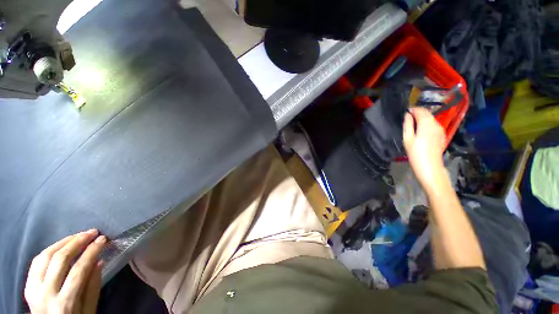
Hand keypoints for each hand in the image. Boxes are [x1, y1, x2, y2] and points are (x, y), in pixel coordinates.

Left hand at [24, 230, 106, 313]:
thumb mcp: (89, 310)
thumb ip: (93, 287)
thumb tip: (99, 261)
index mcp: (64, 303)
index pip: (78, 271)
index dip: (91, 252)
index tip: (102, 239)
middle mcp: (46, 294)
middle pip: (59, 260)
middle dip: (77, 242)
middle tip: (91, 232)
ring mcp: (33, 289)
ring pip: (45, 257)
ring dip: (63, 242)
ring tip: (78, 236)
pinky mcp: (27, 285)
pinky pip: (36, 262)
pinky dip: (49, 250)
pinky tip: (60, 246)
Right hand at [403, 107, 446, 191]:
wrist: (430, 167)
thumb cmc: (415, 153)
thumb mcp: (407, 139)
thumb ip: (408, 125)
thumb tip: (407, 115)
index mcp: (426, 124)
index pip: (420, 111)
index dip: (412, 110)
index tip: (405, 113)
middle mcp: (436, 124)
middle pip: (427, 113)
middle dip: (418, 113)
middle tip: (408, 118)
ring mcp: (440, 129)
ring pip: (431, 119)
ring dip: (423, 118)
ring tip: (413, 124)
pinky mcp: (441, 135)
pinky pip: (434, 125)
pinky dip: (427, 124)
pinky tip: (421, 131)